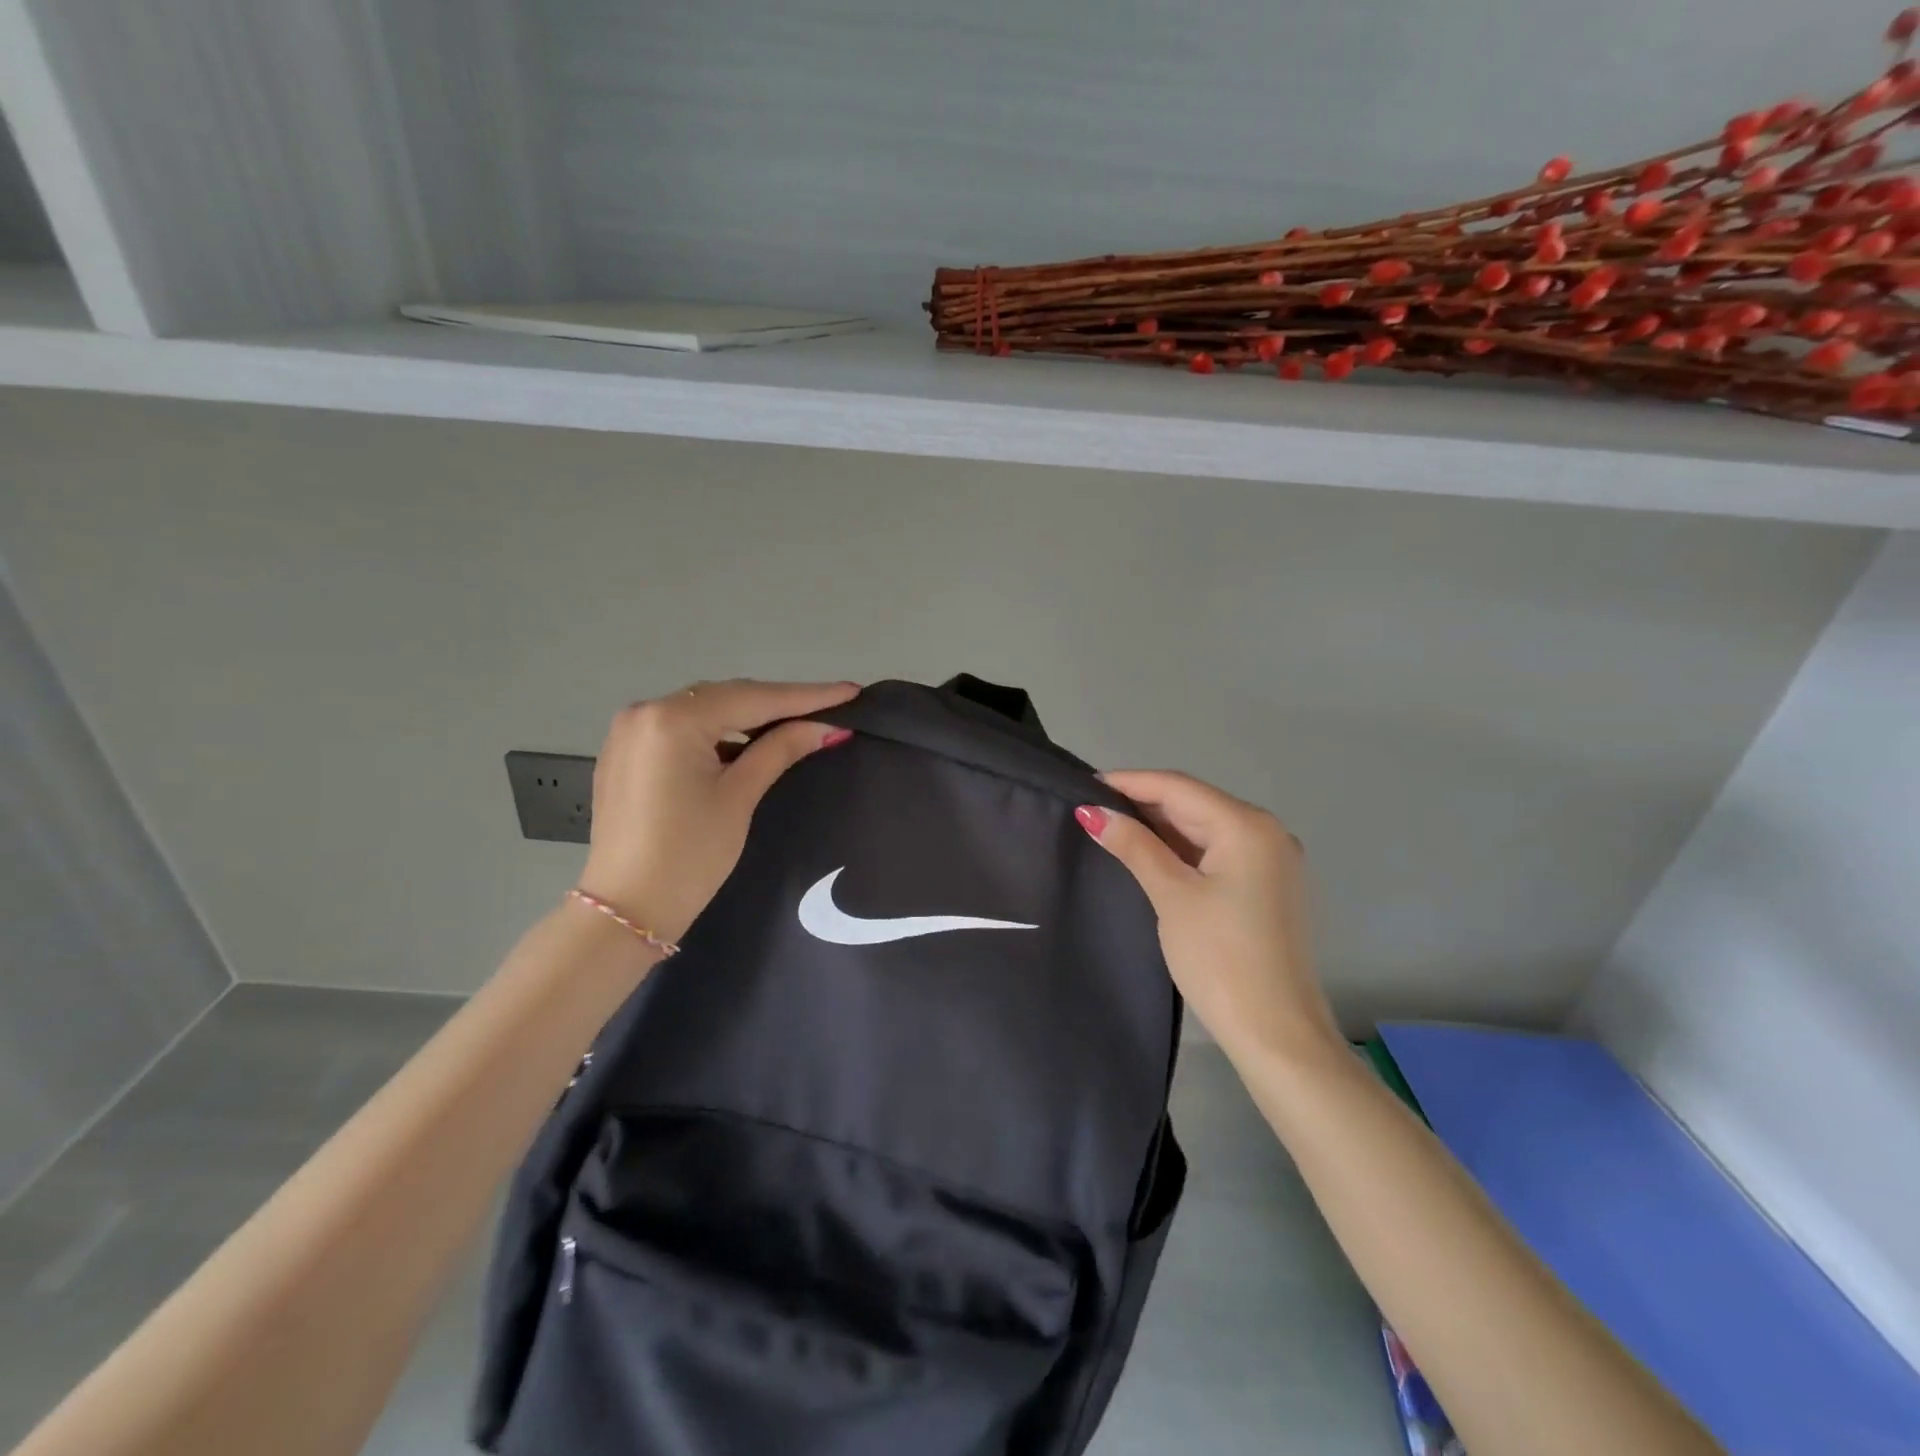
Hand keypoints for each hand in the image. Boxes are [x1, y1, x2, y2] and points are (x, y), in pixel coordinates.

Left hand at [576, 678, 859, 942]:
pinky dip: (718, 731)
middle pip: (726, 697)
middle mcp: (645, 711)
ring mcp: (629, 731)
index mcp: (672, 719)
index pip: (753, 698)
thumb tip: (826, 727)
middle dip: (778, 702)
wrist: (626, 910)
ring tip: (797, 721)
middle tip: (829, 706)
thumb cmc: (689, 856)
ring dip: (748, 715)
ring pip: (704, 710)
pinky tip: (747, 741)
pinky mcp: (625, 753)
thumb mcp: (739, 797)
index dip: (807, 696)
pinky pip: (682, 727)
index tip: (850, 691)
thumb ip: (780, 750)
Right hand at [1077, 771, 1341, 1063]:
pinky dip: (1182, 849)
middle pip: (1194, 804)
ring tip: (1111, 826)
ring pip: (1204, 828)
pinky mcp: (1267, 886)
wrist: (1277, 1033)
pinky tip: (1150, 853)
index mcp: (1247, 826)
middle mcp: (1266, 832)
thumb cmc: (1220, 958)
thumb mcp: (1171, 896)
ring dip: (1161, 826)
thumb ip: (1134, 846)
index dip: (1129, 783)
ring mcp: (1271, 860)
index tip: (1083, 785)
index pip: (1178, 787)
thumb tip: (1092, 812)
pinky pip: (1217, 851)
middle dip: (1143, 803)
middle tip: (1092, 808)